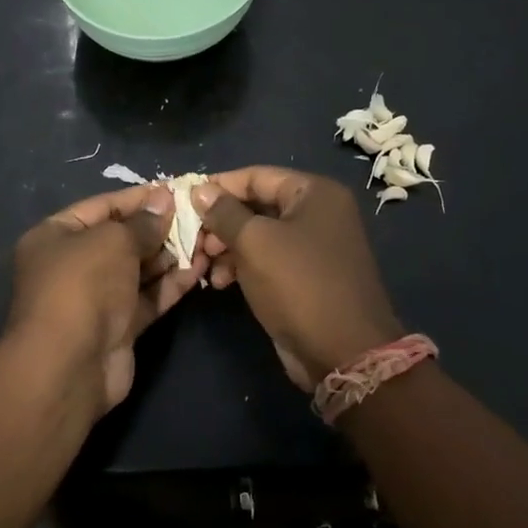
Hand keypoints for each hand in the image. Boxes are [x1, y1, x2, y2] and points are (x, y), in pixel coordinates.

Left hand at [4, 182, 197, 414]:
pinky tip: (200, 269)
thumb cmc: (83, 285)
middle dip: (158, 228)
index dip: (138, 198)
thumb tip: (164, 201)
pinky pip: (147, 297)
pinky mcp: (118, 326)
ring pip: (138, 269)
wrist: (70, 365)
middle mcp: (73, 264)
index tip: (175, 191)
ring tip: (206, 239)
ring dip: (170, 255)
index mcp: (56, 236)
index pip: (102, 207)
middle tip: (197, 216)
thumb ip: (142, 223)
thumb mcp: (113, 241)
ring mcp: (96, 298)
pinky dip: (171, 284)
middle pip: (122, 239)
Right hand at [194, 168, 402, 390]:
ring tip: (204, 266)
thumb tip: (200, 189)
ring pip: (259, 235)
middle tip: (196, 241)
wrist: (343, 352)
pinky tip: (219, 282)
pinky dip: (243, 266)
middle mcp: (319, 213)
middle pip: (257, 205)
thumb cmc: (299, 284)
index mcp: (315, 193)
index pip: (257, 176)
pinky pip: (268, 259)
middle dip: (221, 222)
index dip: (219, 186)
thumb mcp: (255, 242)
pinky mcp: (306, 276)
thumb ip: (224, 212)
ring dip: (227, 248)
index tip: (184, 199)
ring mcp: (314, 246)